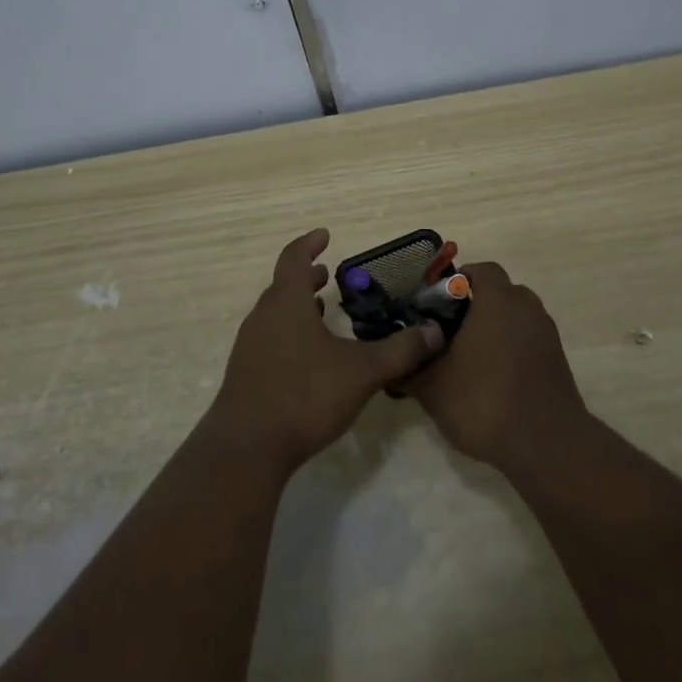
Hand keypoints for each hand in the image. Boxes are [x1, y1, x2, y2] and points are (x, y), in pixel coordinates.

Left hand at [208, 229, 443, 474]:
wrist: (248, 447)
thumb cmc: (304, 394)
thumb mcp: (361, 372)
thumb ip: (400, 351)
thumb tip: (435, 332)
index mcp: (286, 303)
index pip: (293, 258)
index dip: (309, 244)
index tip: (324, 235)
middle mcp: (263, 317)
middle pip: (282, 286)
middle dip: (305, 277)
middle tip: (327, 273)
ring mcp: (250, 347)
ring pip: (275, 314)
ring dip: (297, 306)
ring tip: (321, 310)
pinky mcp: (246, 374)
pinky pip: (270, 339)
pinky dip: (290, 333)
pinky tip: (308, 357)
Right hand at [410, 261, 588, 475]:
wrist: (547, 446)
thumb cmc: (485, 401)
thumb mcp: (433, 388)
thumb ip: (409, 369)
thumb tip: (391, 364)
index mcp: (497, 301)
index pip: (481, 270)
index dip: (459, 280)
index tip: (439, 302)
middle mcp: (526, 308)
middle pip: (501, 291)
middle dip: (477, 305)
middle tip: (451, 330)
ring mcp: (546, 334)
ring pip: (517, 316)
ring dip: (497, 327)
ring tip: (472, 356)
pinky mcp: (557, 360)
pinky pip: (530, 340)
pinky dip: (513, 348)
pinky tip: (495, 378)